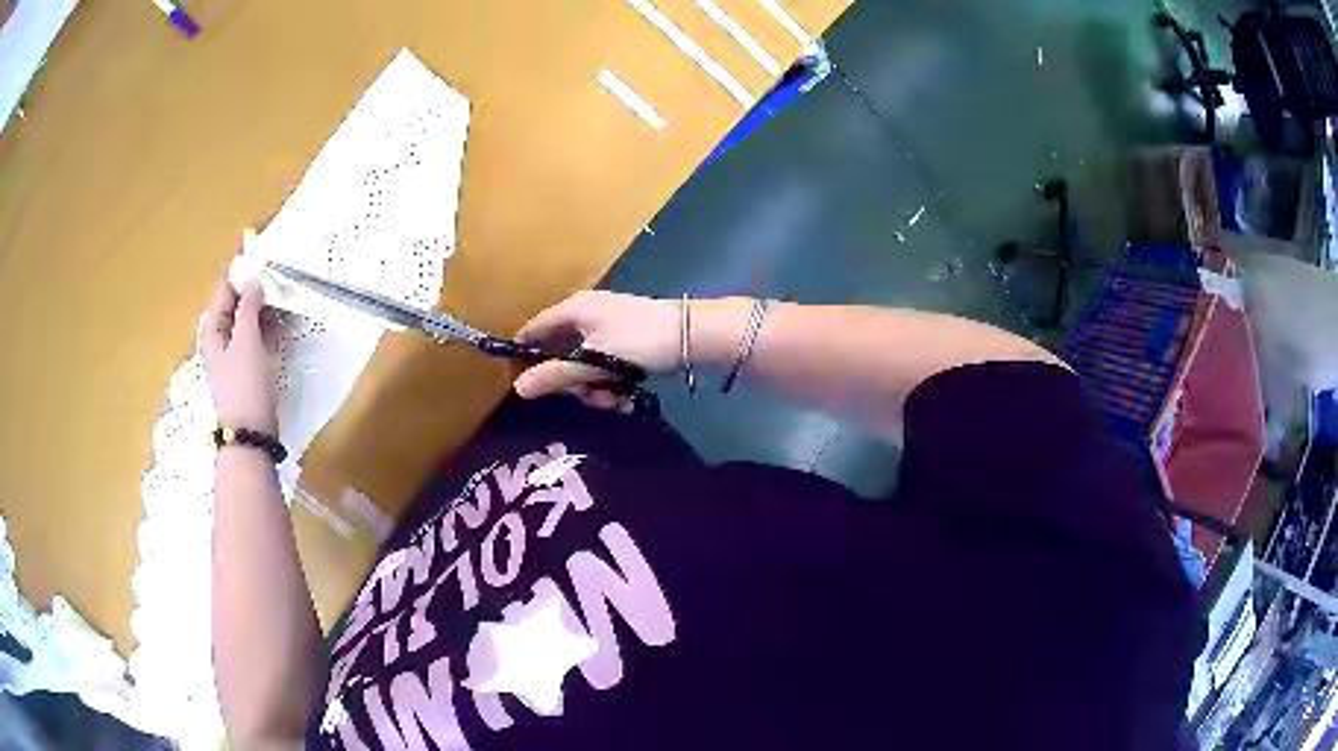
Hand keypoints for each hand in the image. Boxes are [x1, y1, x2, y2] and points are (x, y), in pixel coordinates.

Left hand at [203, 276, 279, 434]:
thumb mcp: (247, 342)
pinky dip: (265, 327)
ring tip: (283, 297)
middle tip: (276, 274)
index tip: (258, 251)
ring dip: (262, 308)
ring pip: (246, 321)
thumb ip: (249, 308)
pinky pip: (254, 338)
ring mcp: (232, 356)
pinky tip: (281, 325)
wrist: (250, 434)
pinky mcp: (246, 370)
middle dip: (253, 288)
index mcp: (213, 329)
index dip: (238, 270)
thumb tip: (253, 279)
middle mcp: (219, 339)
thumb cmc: (245, 385)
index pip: (224, 290)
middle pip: (234, 304)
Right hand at [514, 291, 677, 407]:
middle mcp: (587, 314)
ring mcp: (608, 327)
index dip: (524, 355)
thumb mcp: (594, 361)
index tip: (523, 385)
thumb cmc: (639, 342)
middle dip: (575, 382)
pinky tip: (625, 398)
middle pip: (561, 353)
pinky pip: (606, 365)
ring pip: (585, 364)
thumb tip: (518, 388)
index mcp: (574, 309)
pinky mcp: (626, 340)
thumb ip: (557, 375)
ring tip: (614, 400)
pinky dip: (612, 382)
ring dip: (596, 388)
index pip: (534, 329)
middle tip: (590, 397)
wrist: (693, 335)